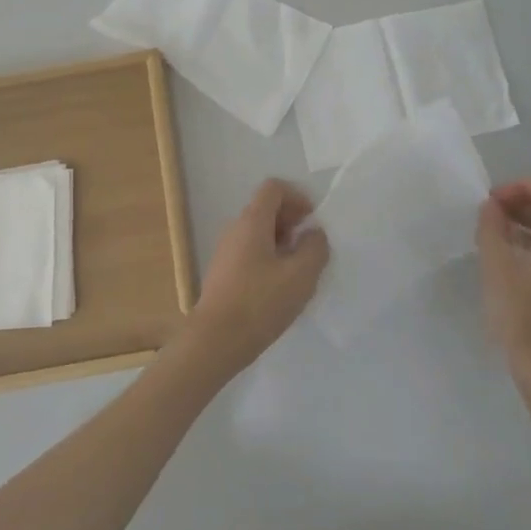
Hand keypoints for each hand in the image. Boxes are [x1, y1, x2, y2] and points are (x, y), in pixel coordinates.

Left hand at [180, 180, 329, 380]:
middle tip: (311, 246)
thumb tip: (314, 234)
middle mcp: (235, 230)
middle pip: (266, 209)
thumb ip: (315, 248)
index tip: (313, 221)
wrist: (215, 341)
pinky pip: (250, 252)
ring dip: (282, 242)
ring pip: (259, 233)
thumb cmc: (260, 303)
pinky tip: (281, 286)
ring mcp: (226, 252)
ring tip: (299, 269)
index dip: (297, 197)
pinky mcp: (224, 274)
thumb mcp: (300, 275)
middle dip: (292, 221)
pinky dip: (270, 258)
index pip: (273, 188)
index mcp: (252, 222)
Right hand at [476, 178, 530, 386]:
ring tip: (495, 242)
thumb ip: (492, 228)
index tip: (495, 202)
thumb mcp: (496, 266)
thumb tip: (493, 207)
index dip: (524, 185)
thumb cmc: (523, 315)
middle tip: (490, 219)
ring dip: (527, 226)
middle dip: (522, 204)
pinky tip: (512, 268)